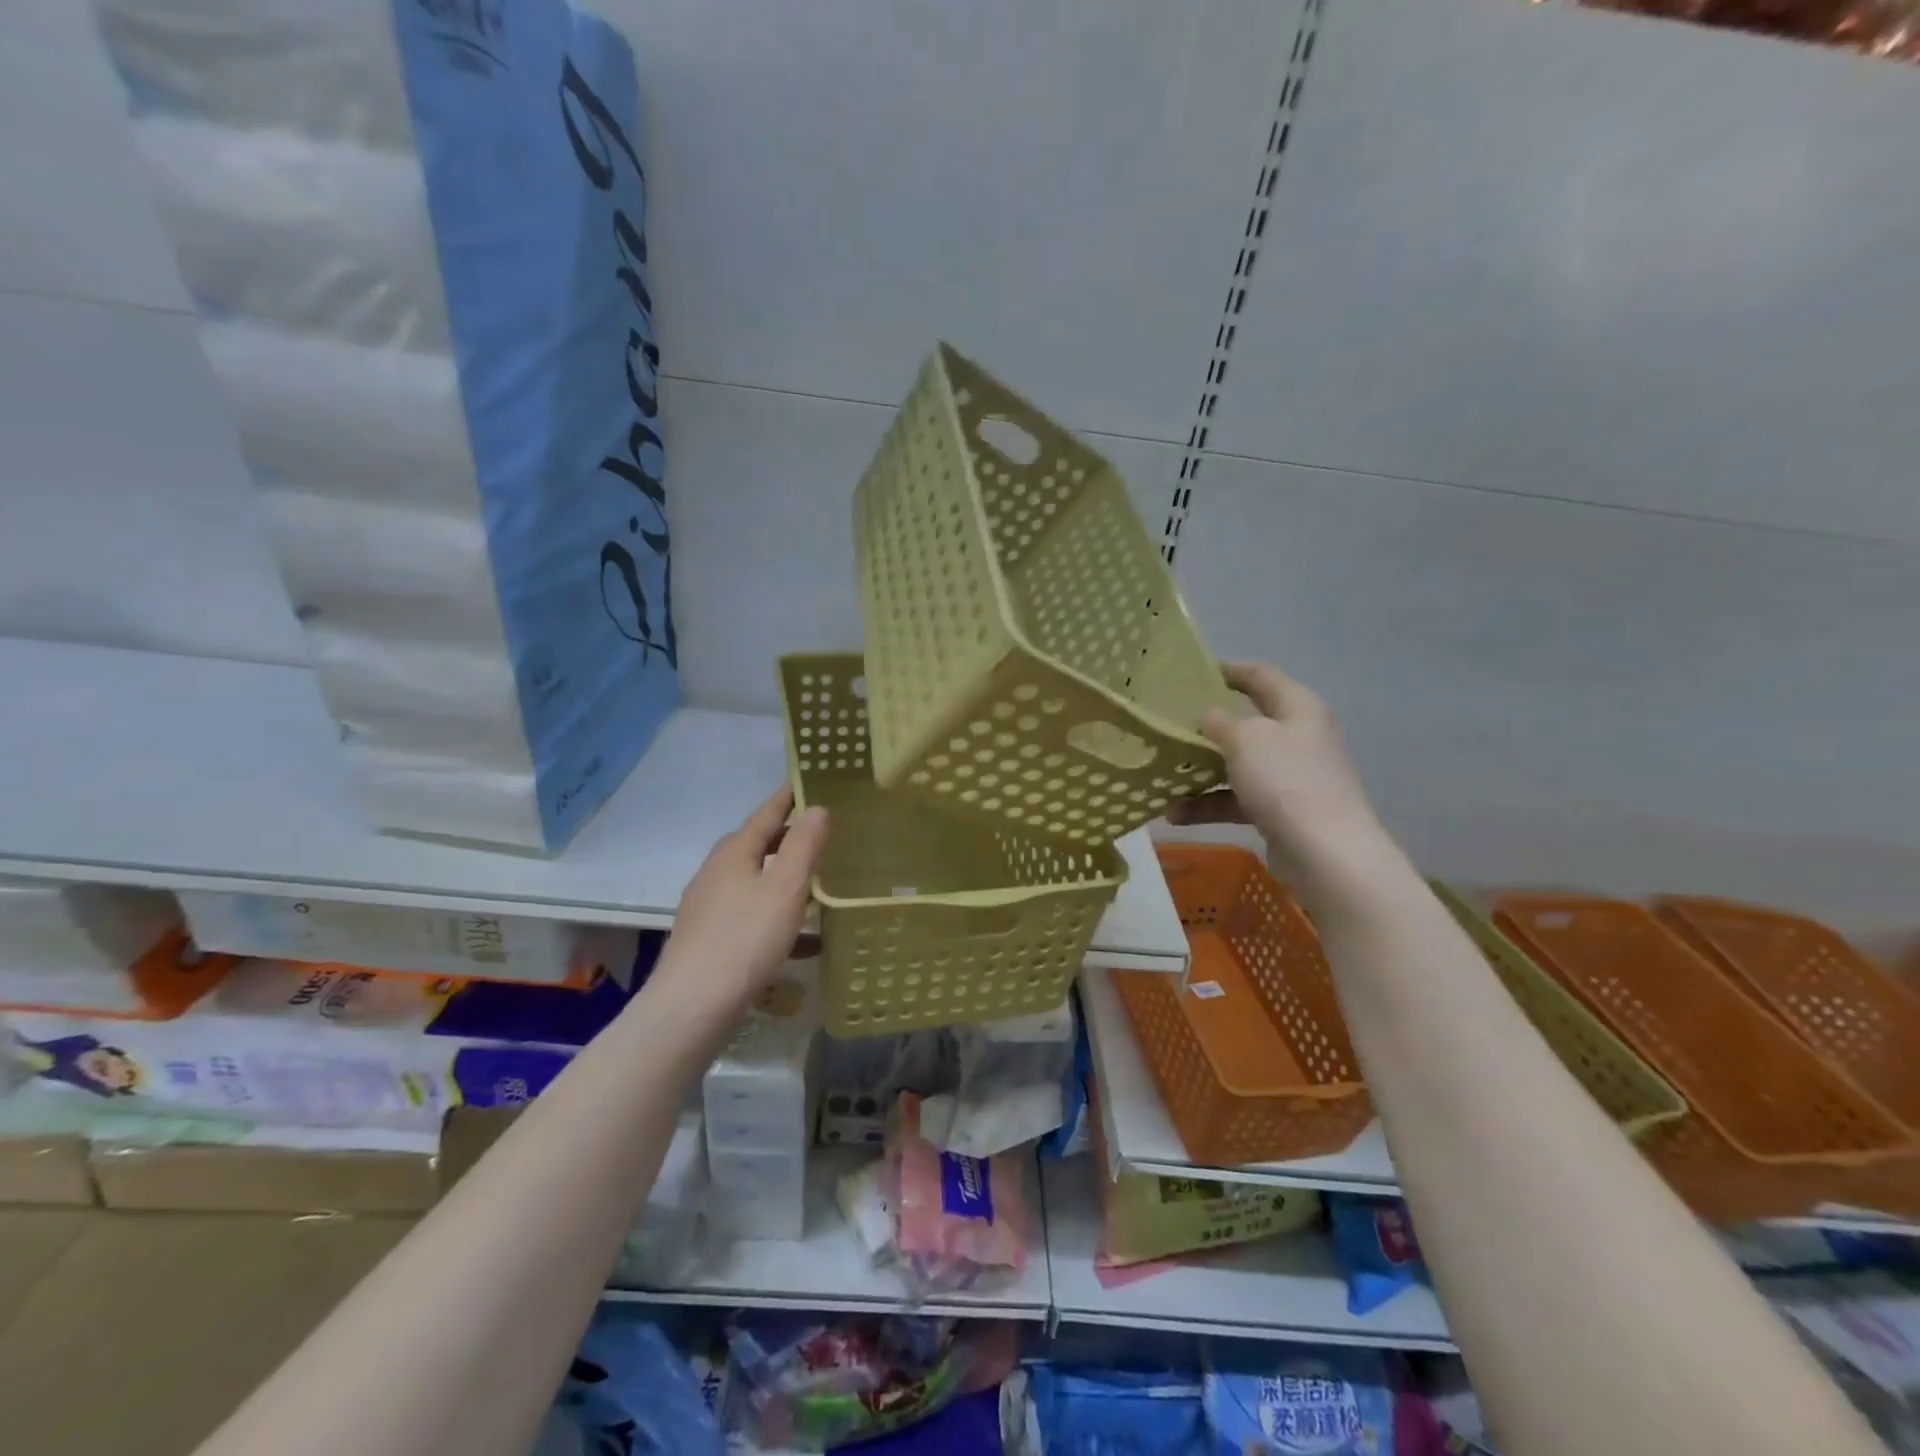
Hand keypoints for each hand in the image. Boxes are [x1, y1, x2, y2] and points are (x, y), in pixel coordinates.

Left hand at [653, 787, 828, 1015]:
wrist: (692, 1007)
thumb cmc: (744, 940)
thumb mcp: (784, 888)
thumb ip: (803, 846)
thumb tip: (817, 808)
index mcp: (734, 854)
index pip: (766, 814)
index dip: (789, 797)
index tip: (809, 780)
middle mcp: (716, 874)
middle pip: (755, 846)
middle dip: (786, 838)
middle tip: (820, 835)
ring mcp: (708, 908)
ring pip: (752, 882)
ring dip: (782, 880)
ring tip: (816, 886)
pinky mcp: (709, 939)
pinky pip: (750, 916)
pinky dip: (777, 918)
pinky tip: (804, 941)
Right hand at [1170, 661, 1382, 881]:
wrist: (1326, 852)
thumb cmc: (1285, 779)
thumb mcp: (1245, 739)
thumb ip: (1220, 722)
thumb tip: (1210, 718)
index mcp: (1298, 708)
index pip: (1262, 676)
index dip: (1231, 670)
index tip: (1197, 670)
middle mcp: (1299, 738)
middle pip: (1249, 724)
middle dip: (1209, 728)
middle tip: (1173, 725)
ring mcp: (1293, 777)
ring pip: (1239, 766)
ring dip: (1202, 773)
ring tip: (1164, 778)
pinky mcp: (1284, 811)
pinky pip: (1239, 800)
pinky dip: (1210, 804)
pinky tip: (1176, 814)